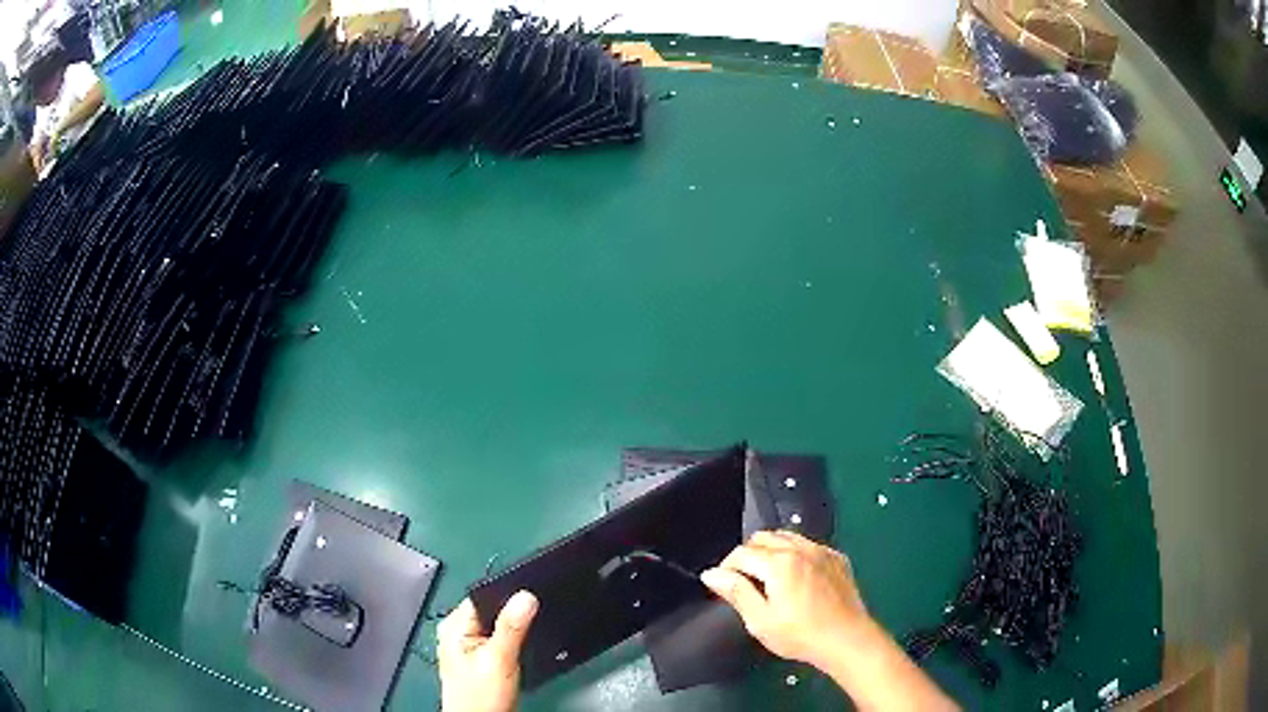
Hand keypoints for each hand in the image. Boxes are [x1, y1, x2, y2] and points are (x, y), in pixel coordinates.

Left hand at [437, 591, 538, 711]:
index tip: (532, 599)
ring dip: (514, 631)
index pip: (485, 596)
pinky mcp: (482, 659)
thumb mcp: (499, 660)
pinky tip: (519, 652)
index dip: (509, 595)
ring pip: (500, 626)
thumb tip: (525, 597)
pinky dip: (513, 643)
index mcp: (454, 626)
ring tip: (523, 642)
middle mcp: (458, 633)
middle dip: (514, 616)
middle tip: (530, 626)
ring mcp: (470, 646)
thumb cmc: (479, 699)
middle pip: (493, 610)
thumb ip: (511, 628)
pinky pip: (502, 640)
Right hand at [703, 532, 957, 710]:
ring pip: (787, 537)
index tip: (723, 585)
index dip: (726, 567)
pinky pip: (809, 545)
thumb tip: (712, 574)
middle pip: (763, 538)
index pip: (741, 553)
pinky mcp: (837, 558)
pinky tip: (797, 577)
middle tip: (744, 582)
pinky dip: (795, 553)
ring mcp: (822, 551)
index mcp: (778, 563)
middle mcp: (800, 548)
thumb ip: (736, 592)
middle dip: (748, 555)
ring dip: (771, 550)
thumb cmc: (800, 635)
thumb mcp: (760, 620)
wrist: (847, 639)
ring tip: (768, 578)